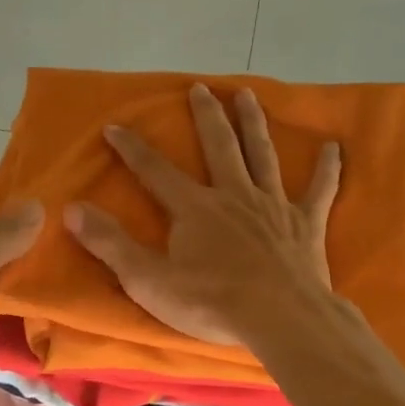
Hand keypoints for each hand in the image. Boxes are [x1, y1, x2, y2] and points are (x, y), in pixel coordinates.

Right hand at [64, 84, 339, 349]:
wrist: (280, 318)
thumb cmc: (211, 303)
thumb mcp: (148, 279)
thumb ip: (110, 244)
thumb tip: (70, 209)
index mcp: (194, 208)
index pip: (155, 171)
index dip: (132, 148)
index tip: (115, 125)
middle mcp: (233, 195)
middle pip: (218, 146)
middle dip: (206, 116)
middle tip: (200, 87)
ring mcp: (272, 206)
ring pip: (262, 155)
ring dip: (253, 124)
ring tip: (248, 95)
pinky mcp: (305, 224)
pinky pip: (319, 190)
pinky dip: (327, 169)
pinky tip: (334, 147)